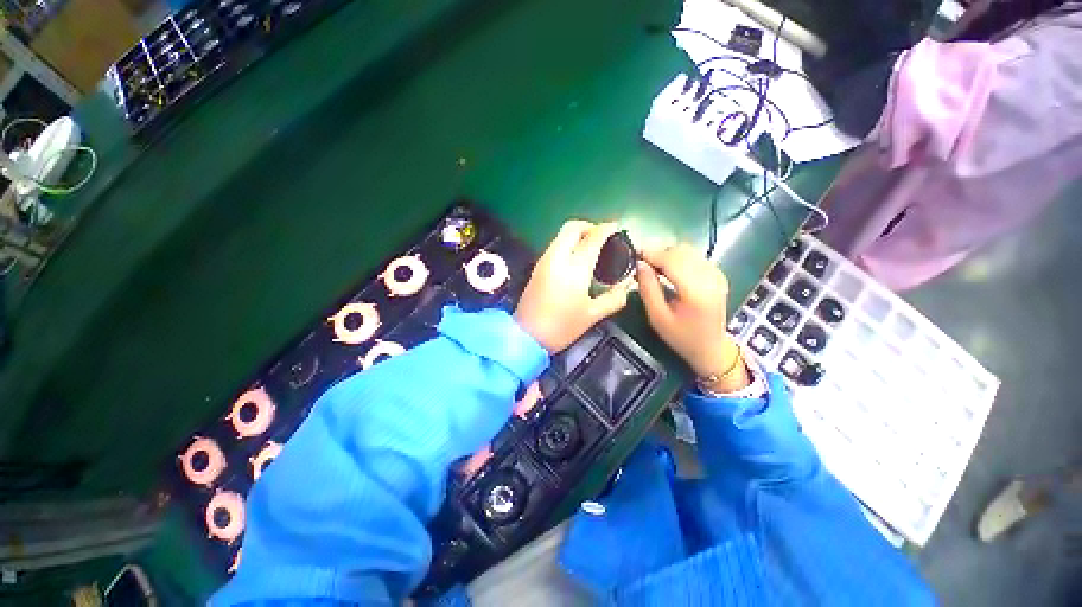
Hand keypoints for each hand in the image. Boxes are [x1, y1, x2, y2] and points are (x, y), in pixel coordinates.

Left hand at [515, 220, 631, 352]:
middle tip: (602, 238)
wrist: (526, 336)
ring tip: (592, 249)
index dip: (607, 229)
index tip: (617, 228)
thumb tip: (627, 286)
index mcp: (575, 267)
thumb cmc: (562, 326)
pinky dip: (568, 244)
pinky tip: (576, 260)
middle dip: (590, 226)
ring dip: (578, 235)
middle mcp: (557, 257)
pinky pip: (555, 246)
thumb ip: (614, 298)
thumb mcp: (592, 315)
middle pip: (572, 227)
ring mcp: (544, 261)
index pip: (593, 237)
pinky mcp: (537, 268)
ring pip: (561, 235)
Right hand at [636, 244, 748, 391]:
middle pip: (681, 251)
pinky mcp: (717, 274)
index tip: (634, 254)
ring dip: (668, 254)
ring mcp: (716, 274)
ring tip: (652, 266)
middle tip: (641, 262)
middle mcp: (710, 277)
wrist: (711, 348)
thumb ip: (648, 288)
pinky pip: (695, 256)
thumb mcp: (657, 317)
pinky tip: (668, 269)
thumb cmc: (681, 337)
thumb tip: (639, 264)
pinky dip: (678, 257)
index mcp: (696, 291)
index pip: (672, 260)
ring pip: (688, 250)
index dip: (652, 254)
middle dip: (658, 252)